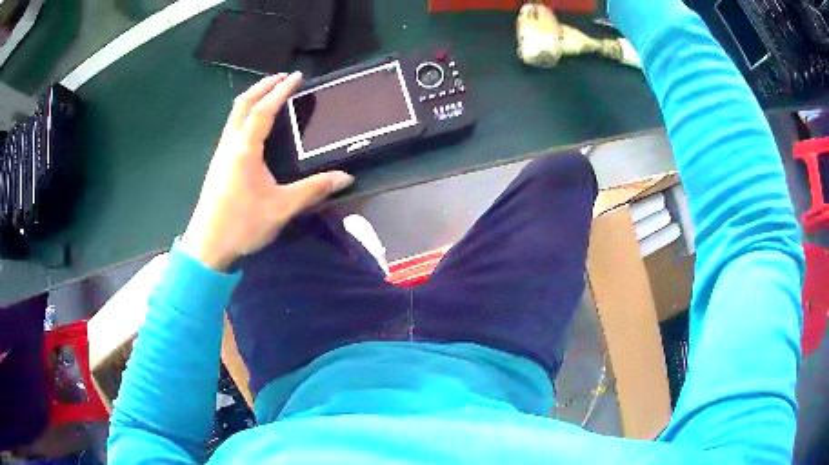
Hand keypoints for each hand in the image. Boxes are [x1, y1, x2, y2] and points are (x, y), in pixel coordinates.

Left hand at [181, 72, 353, 270]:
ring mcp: (220, 153)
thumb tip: (345, 178)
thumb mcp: (281, 208)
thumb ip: (313, 190)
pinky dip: (245, 114)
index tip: (297, 76)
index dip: (281, 90)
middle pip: (242, 103)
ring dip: (252, 98)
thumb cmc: (242, 225)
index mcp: (245, 150)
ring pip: (234, 114)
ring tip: (270, 94)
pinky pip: (231, 127)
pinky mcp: (217, 164)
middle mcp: (230, 145)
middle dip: (263, 86)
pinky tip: (254, 125)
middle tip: (282, 77)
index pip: (263, 110)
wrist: (207, 246)